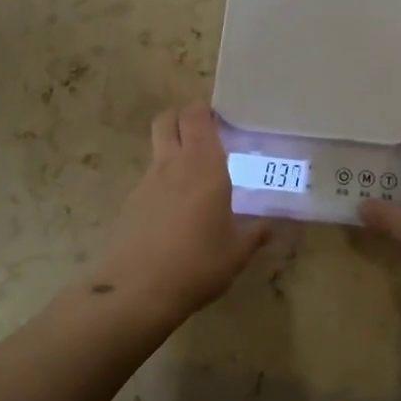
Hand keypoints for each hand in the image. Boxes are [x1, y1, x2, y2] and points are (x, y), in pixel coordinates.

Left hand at [93, 103, 270, 318]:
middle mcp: (172, 164)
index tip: (222, 118)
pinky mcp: (130, 203)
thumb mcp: (237, 251)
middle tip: (204, 134)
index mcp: (203, 164)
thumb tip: (271, 226)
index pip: (196, 115)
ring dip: (173, 150)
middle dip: (182, 118)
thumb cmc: (197, 263)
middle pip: (167, 119)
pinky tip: (175, 212)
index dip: (205, 109)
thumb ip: (255, 233)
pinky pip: (149, 179)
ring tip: (194, 178)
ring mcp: (146, 182)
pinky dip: (163, 183)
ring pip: (157, 148)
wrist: (137, 292)